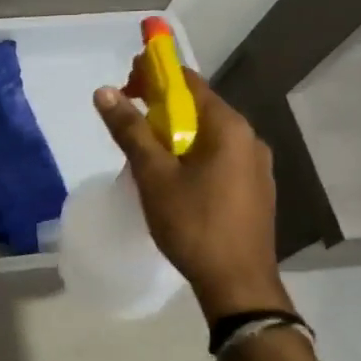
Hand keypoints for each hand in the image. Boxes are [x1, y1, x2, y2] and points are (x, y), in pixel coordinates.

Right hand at [94, 64, 293, 323]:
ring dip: (175, 134)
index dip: (153, 76)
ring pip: (207, 135)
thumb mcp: (153, 175)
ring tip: (143, 153)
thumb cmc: (193, 224)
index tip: (125, 86)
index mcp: (228, 127)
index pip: (188, 82)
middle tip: (127, 121)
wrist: (238, 284)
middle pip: (198, 107)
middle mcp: (249, 138)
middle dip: (161, 107)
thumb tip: (104, 91)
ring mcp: (255, 165)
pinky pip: (217, 158)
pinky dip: (191, 155)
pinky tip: (172, 178)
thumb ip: (130, 130)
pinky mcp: (254, 189)